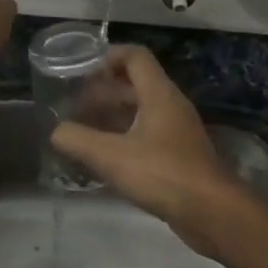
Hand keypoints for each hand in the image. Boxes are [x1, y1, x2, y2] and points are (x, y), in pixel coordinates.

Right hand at [50, 45, 255, 255]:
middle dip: (104, 90)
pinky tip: (106, 156)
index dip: (108, 56)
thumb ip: (78, 140)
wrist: (211, 212)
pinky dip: (125, 136)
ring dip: (114, 114)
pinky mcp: (179, 156)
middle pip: (136, 84)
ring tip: (83, 127)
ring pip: (142, 111)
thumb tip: (56, 131)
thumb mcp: (112, 156)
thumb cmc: (162, 174)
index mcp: (159, 94)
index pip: (135, 57)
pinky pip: (148, 134)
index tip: (81, 70)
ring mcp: (178, 132)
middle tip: (74, 103)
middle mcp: (171, 106)